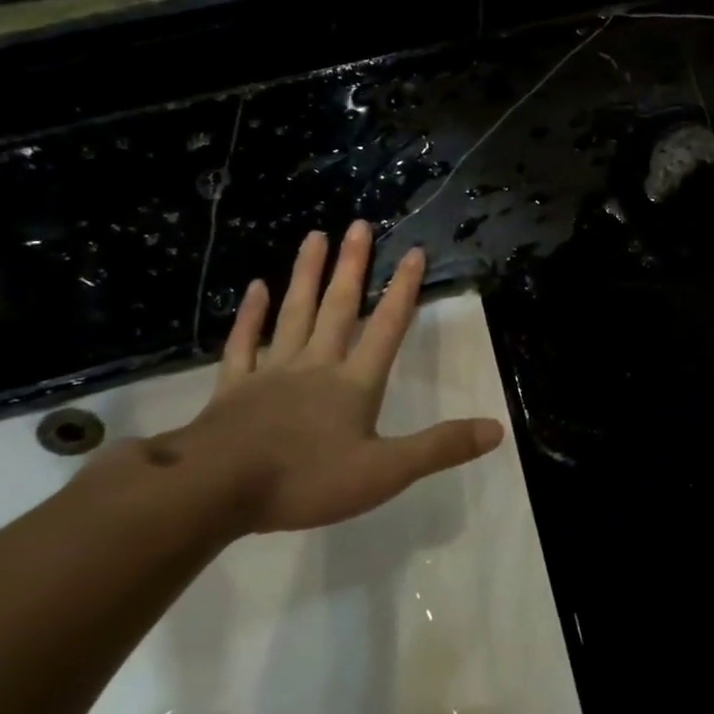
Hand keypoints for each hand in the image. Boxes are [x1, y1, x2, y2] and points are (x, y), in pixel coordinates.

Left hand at [160, 220, 504, 533]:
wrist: (216, 489)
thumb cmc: (305, 480)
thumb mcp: (384, 472)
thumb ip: (440, 447)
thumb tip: (497, 428)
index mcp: (354, 382)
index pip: (387, 327)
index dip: (403, 290)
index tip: (413, 250)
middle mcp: (317, 364)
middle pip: (339, 307)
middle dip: (352, 266)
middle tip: (359, 224)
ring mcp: (273, 371)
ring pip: (295, 313)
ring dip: (307, 274)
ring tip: (315, 235)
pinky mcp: (234, 387)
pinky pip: (243, 343)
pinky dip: (251, 315)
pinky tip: (256, 287)